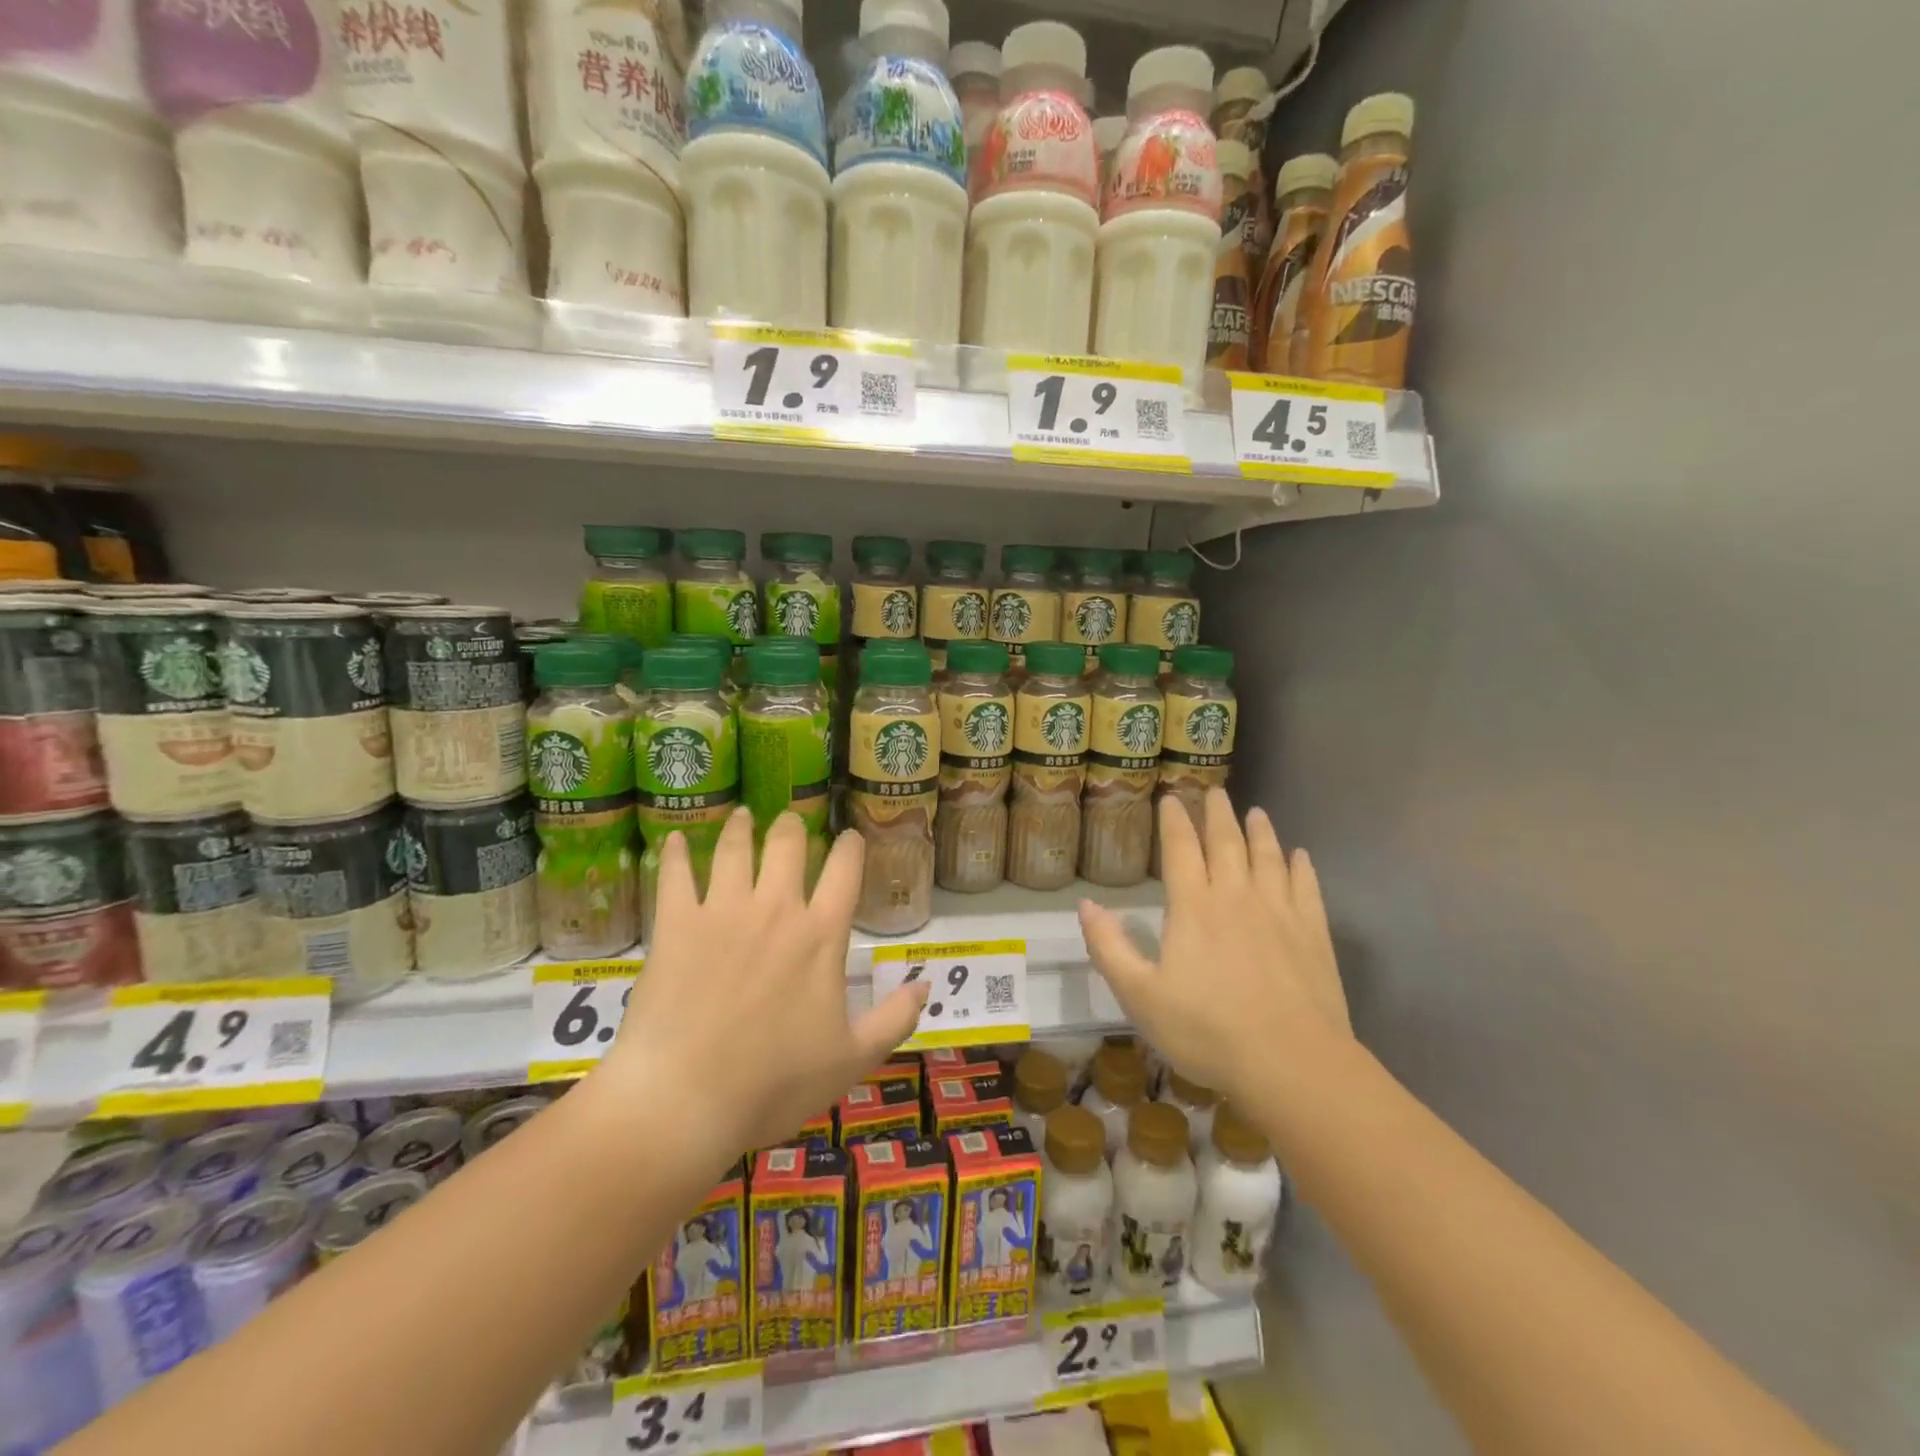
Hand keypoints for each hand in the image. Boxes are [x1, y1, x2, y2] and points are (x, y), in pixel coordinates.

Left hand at [606, 809, 927, 1154]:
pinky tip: (674, 838)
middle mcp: (775, 909)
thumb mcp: (851, 1060)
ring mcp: (722, 912)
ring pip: (734, 850)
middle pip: (787, 845)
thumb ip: (894, 1019)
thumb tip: (926, 984)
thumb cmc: (774, 1083)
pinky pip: (675, 876)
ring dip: (740, 828)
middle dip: (792, 828)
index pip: (844, 872)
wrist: (686, 1100)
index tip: (850, 837)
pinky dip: (675, 853)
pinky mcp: (675, 925)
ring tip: (742, 815)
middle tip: (790, 822)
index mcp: (820, 935)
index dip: (850, 847)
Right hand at [1078, 789, 1349, 1108]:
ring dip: (1260, 831)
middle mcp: (1237, 896)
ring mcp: (1280, 912)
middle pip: (1227, 842)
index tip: (1171, 797)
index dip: (1174, 820)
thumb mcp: (1140, 996)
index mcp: (1193, 907)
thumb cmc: (1207, 1031)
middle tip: (1215, 791)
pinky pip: (1307, 887)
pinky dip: (1302, 867)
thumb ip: (1109, 947)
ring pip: (1269, 857)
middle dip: (1218, 814)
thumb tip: (1085, 904)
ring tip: (1255, 812)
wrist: (1292, 1063)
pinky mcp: (1313, 934)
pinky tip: (1301, 856)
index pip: (1181, 849)